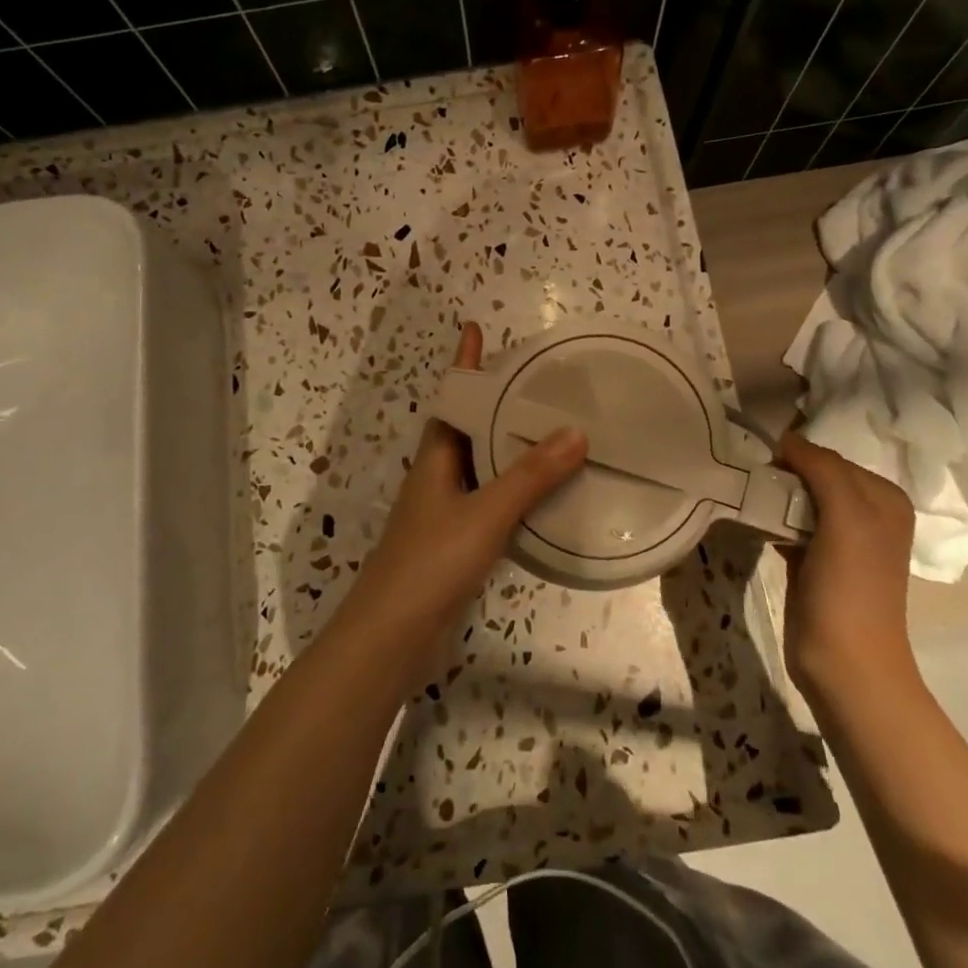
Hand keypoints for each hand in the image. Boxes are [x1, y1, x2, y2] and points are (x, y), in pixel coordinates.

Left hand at [342, 323, 586, 686]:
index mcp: (436, 459)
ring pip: (483, 466)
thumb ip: (529, 476)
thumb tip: (575, 430)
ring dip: (510, 445)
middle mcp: (438, 478)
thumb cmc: (430, 563)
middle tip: (537, 380)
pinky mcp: (457, 544)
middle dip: (497, 401)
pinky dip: (516, 489)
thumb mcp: (484, 514)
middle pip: (468, 428)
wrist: (392, 638)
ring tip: (552, 428)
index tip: (474, 329)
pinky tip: (545, 495)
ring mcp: (446, 512)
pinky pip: (492, 501)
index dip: (464, 364)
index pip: (452, 399)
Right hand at [775, 433, 917, 697]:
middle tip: (749, 482)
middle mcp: (868, 512)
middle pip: (813, 476)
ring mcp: (842, 538)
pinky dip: (771, 521)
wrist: (845, 662)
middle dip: (783, 476)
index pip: (828, 456)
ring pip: (798, 499)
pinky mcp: (817, 559)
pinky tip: (756, 526)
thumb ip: (823, 469)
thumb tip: (786, 439)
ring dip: (773, 498)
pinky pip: (790, 524)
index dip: (794, 456)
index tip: (759, 464)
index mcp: (883, 497)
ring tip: (748, 500)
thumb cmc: (849, 586)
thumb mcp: (847, 516)